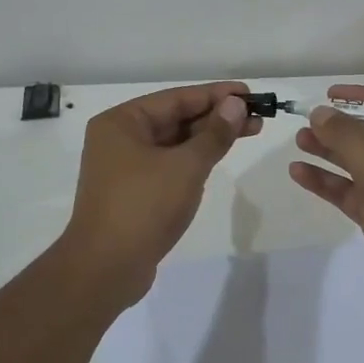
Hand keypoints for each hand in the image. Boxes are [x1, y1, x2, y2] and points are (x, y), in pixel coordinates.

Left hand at [60, 81, 260, 304]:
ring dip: (209, 138)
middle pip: (175, 118)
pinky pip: (169, 165)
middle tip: (257, 116)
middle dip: (216, 117)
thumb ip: (214, 134)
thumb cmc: (143, 207)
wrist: (106, 268)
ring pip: (174, 143)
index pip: (176, 98)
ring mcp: (124, 167)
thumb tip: (235, 104)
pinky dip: (194, 159)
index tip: (250, 94)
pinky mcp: (134, 192)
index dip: (216, 94)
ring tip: (249, 132)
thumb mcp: (186, 166)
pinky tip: (218, 156)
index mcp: (121, 122)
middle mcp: (119, 139)